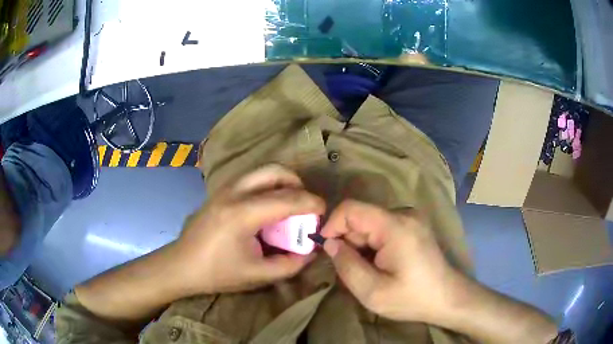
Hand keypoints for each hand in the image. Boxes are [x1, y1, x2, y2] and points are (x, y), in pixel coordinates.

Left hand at [174, 164, 324, 294]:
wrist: (181, 265)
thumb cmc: (217, 273)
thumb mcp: (257, 275)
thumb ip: (289, 264)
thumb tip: (311, 251)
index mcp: (243, 214)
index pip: (287, 198)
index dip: (311, 203)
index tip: (324, 211)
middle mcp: (234, 193)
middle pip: (274, 171)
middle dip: (297, 183)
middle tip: (305, 203)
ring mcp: (224, 189)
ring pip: (261, 171)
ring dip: (281, 182)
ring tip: (289, 204)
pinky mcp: (219, 192)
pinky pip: (251, 179)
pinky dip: (267, 185)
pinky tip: (267, 208)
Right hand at [320, 200, 460, 322]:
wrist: (447, 298)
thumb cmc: (412, 298)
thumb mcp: (372, 292)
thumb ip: (346, 265)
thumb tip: (330, 243)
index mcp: (395, 226)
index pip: (351, 208)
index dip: (332, 225)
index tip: (326, 249)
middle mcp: (404, 214)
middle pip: (361, 218)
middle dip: (348, 241)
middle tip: (351, 269)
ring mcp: (410, 218)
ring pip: (370, 224)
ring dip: (361, 245)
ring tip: (369, 270)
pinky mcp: (413, 225)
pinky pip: (382, 228)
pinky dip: (373, 244)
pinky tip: (381, 264)